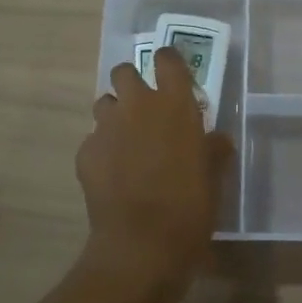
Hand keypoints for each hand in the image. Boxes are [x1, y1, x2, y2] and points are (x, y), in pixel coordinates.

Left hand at [77, 47, 233, 288]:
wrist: (143, 243)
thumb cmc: (190, 206)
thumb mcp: (214, 176)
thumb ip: (213, 149)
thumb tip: (216, 139)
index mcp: (175, 104)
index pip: (167, 59)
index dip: (168, 62)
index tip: (172, 75)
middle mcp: (137, 106)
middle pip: (124, 71)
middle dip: (132, 83)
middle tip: (144, 109)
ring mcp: (107, 128)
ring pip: (104, 103)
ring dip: (114, 114)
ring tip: (126, 141)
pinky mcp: (85, 153)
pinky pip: (92, 139)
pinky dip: (102, 149)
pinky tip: (112, 173)